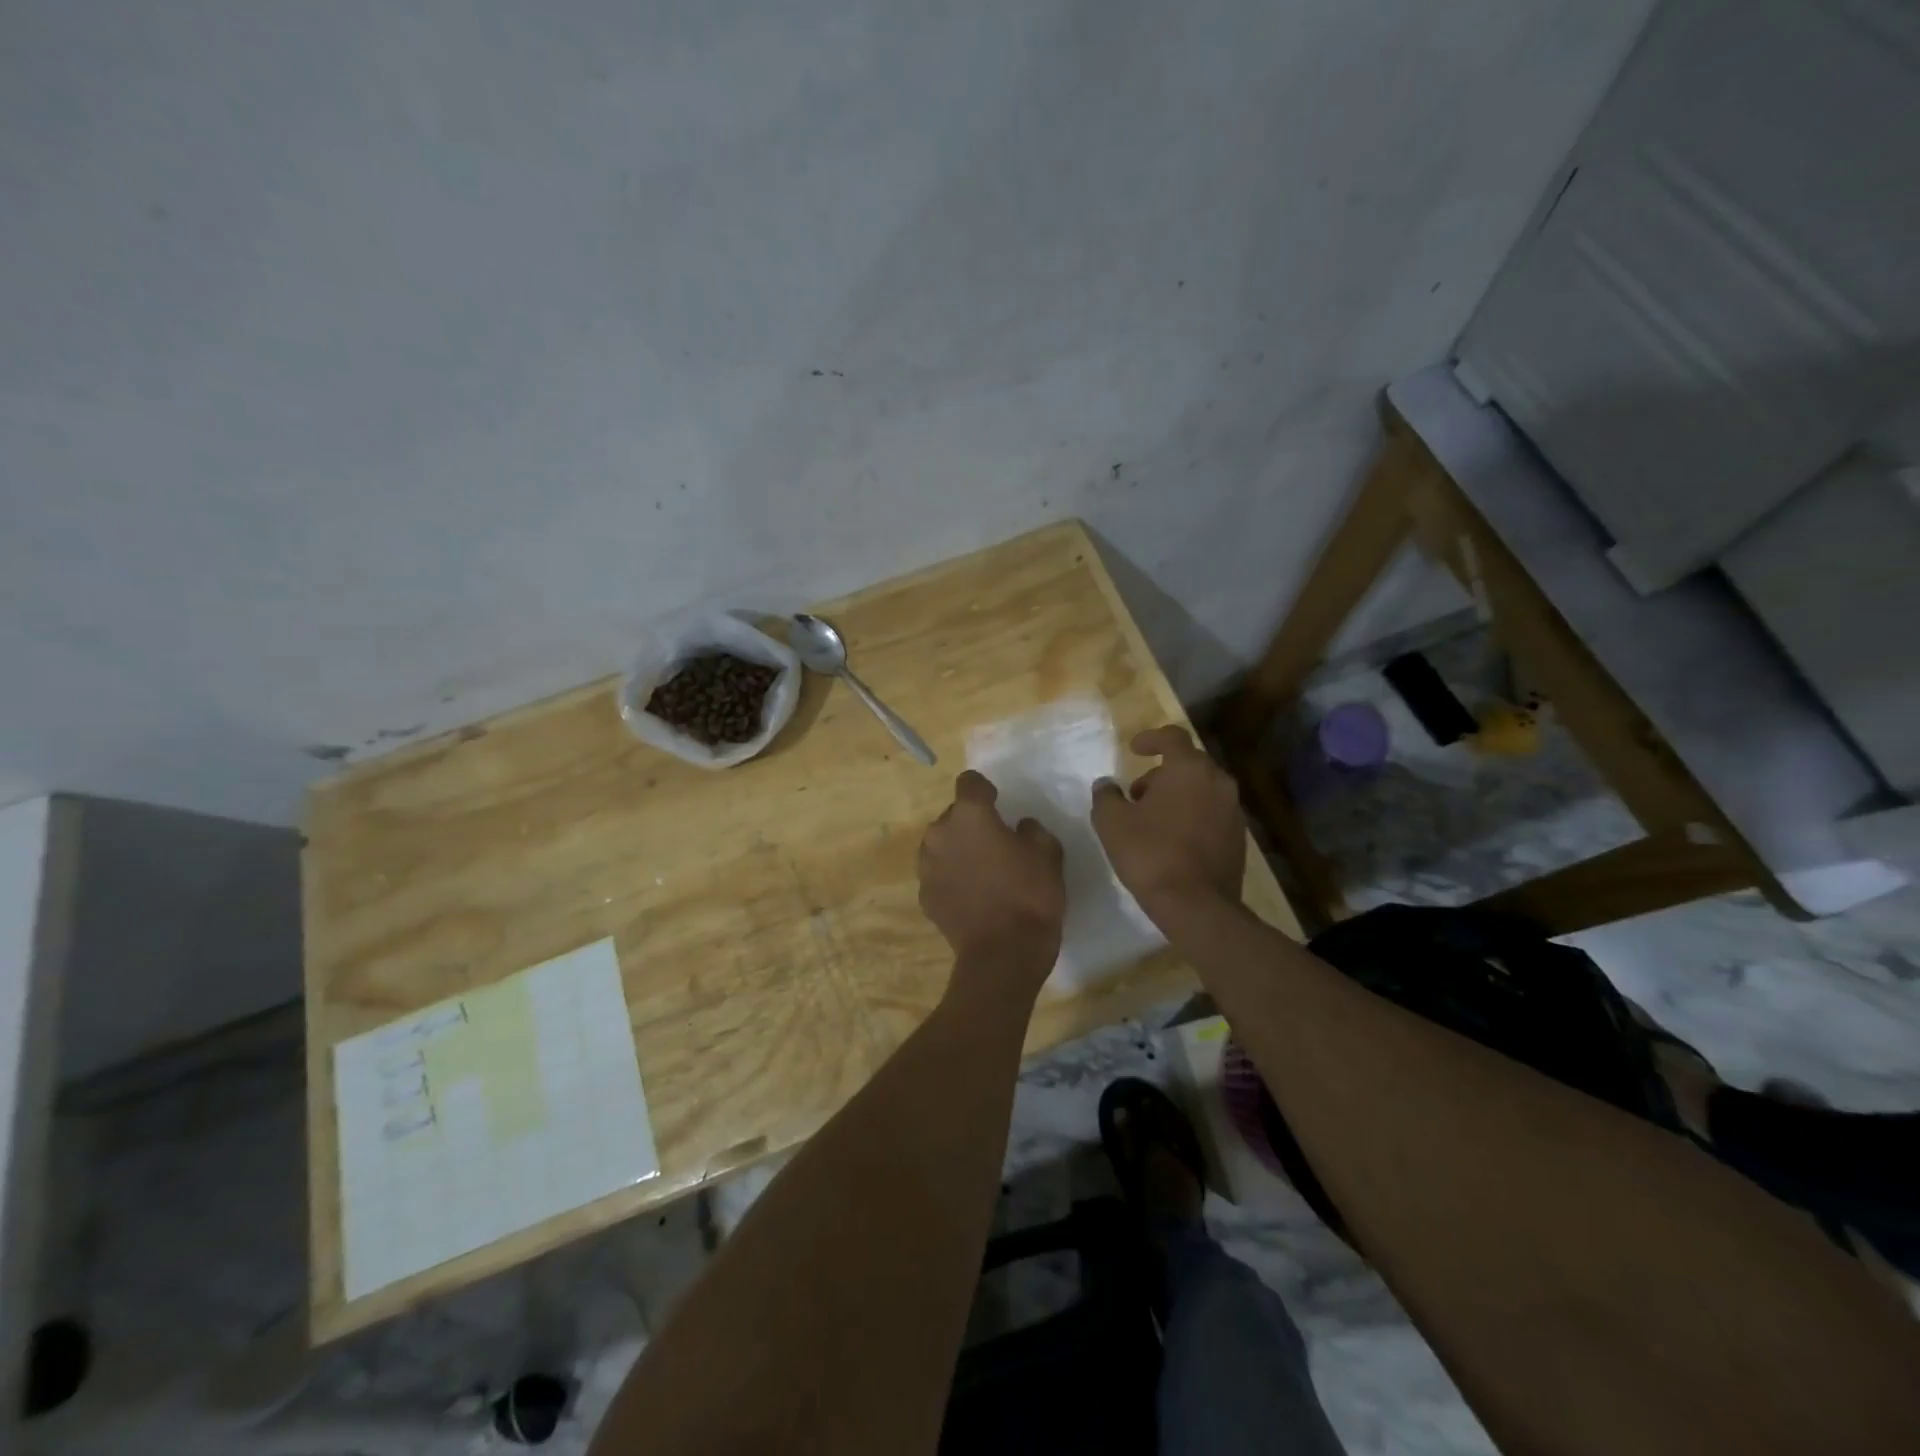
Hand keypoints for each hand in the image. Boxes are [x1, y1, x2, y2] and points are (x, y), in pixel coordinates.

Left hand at [919, 770, 1065, 990]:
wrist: (1003, 954)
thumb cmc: (1029, 895)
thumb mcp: (1048, 853)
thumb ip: (1032, 830)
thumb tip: (1019, 827)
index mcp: (969, 814)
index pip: (969, 782)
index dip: (985, 790)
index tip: (999, 804)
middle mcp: (939, 833)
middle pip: (953, 815)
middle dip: (971, 824)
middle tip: (995, 844)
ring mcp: (927, 866)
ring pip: (942, 845)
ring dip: (958, 850)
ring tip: (982, 872)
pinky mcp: (924, 895)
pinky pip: (939, 874)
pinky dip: (952, 878)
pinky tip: (972, 896)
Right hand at [1091, 725, 1245, 922]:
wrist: (1197, 905)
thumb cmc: (1150, 854)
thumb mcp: (1112, 822)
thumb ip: (1106, 796)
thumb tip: (1106, 785)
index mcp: (1189, 769)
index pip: (1173, 737)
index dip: (1151, 738)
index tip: (1133, 750)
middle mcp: (1218, 782)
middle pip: (1188, 764)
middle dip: (1161, 773)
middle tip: (1136, 794)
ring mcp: (1233, 810)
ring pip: (1202, 789)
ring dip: (1177, 795)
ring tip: (1152, 820)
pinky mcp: (1239, 838)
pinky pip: (1212, 813)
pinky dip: (1192, 816)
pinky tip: (1173, 840)